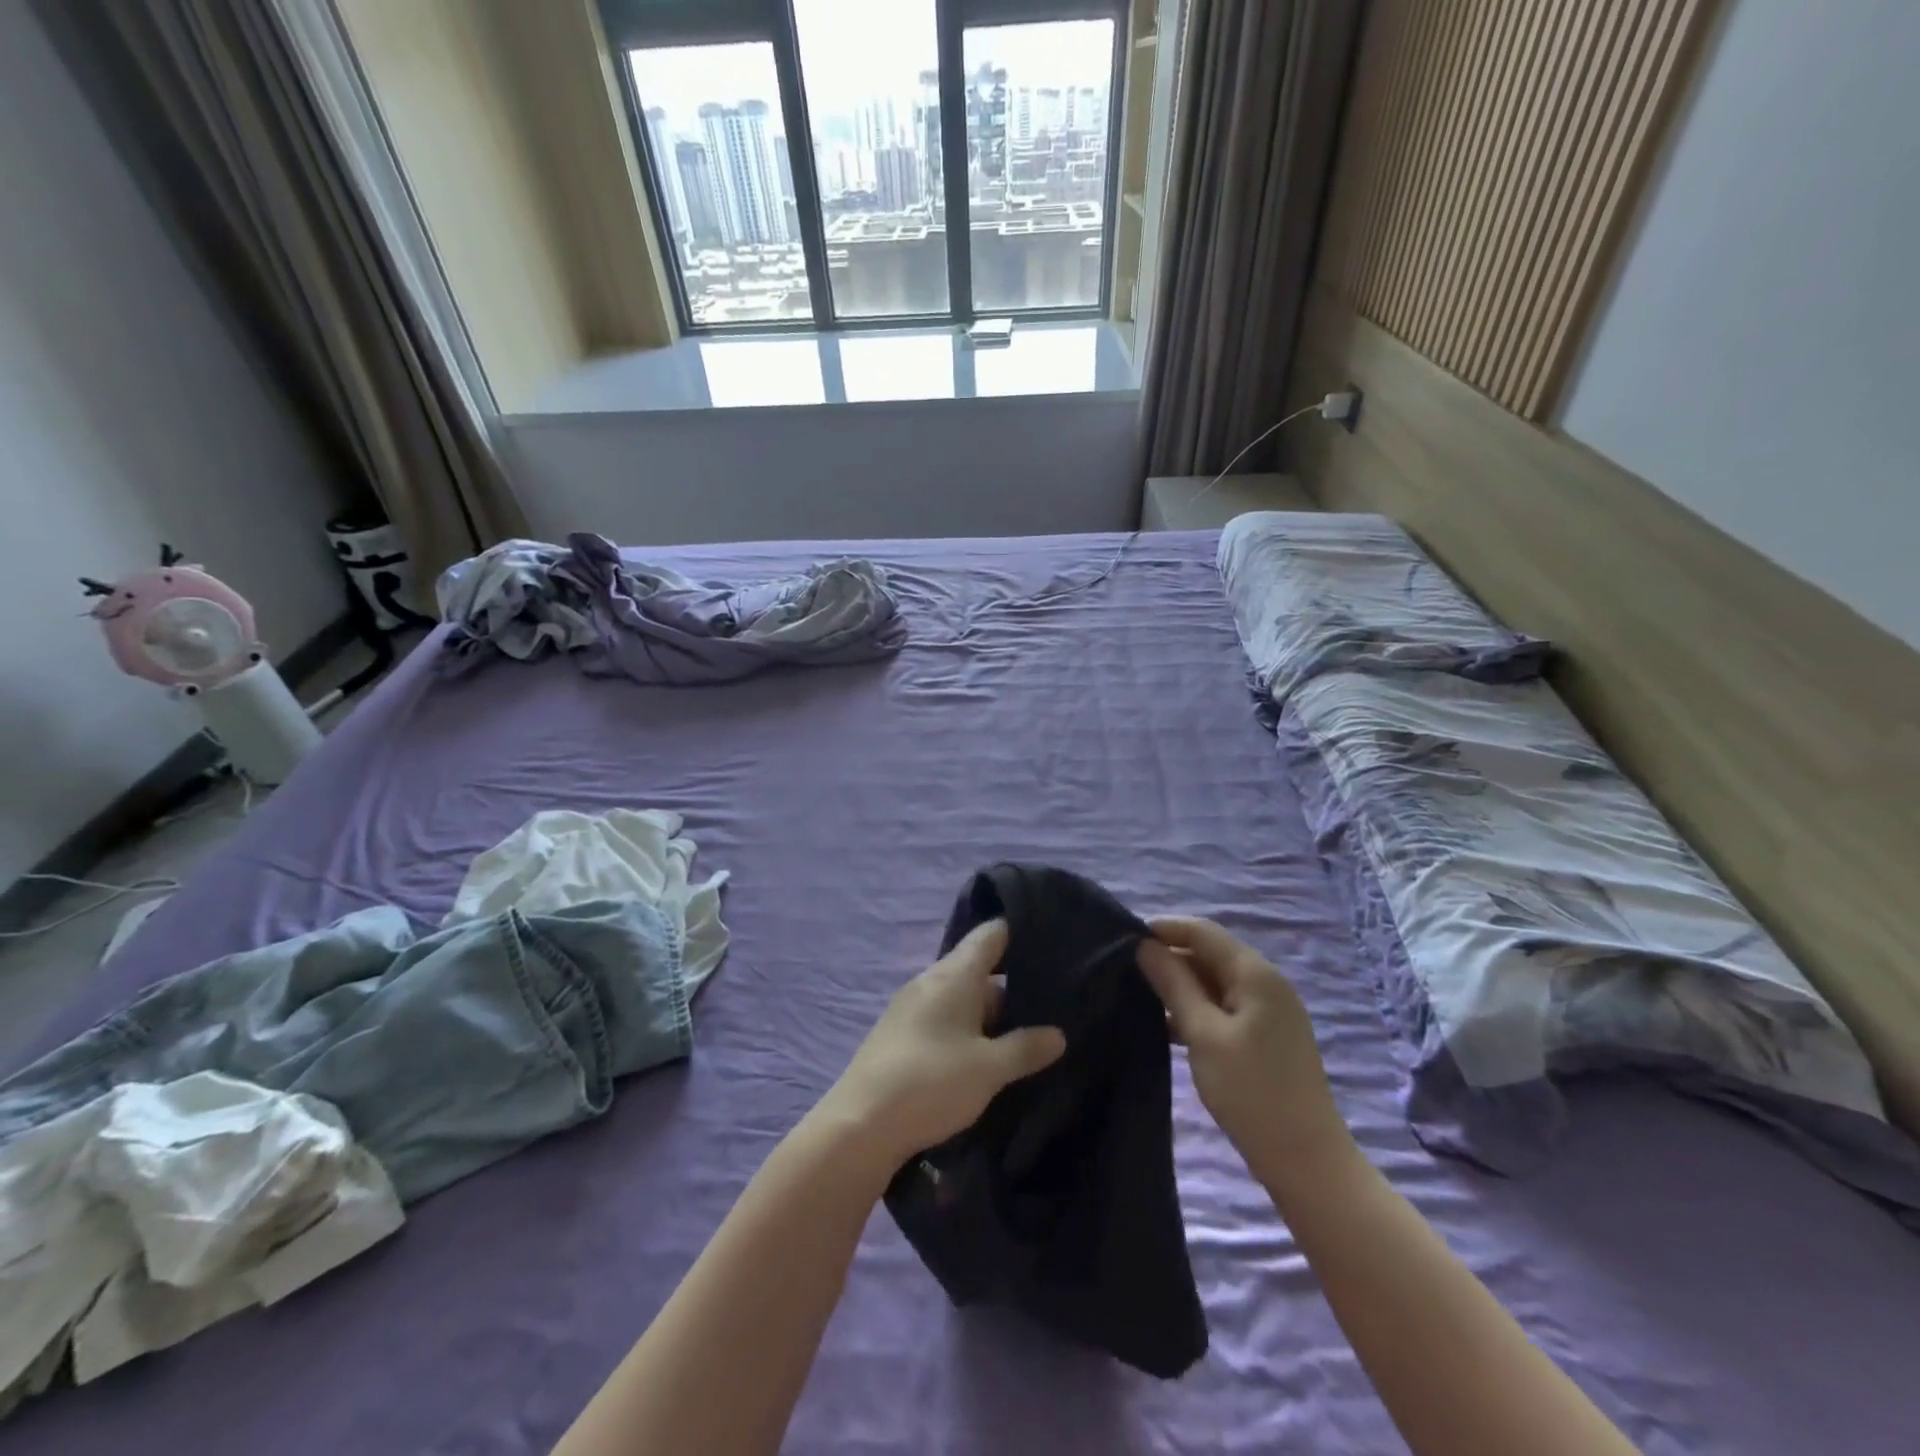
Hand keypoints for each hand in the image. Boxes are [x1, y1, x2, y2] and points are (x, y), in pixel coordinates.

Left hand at [825, 921, 1066, 1168]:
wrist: (860, 1125)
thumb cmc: (931, 1082)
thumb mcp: (989, 1068)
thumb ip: (1026, 1048)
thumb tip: (1058, 1034)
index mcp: (953, 974)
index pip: (991, 934)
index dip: (1019, 932)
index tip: (1050, 940)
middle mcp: (930, 980)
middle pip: (978, 969)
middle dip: (1012, 986)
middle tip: (1052, 1003)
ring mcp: (911, 1007)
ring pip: (961, 998)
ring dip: (990, 1015)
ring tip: (1026, 1034)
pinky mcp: (900, 1033)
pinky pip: (944, 1019)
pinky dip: (967, 1030)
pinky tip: (985, 1056)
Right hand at [1137, 917, 1348, 1187]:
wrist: (1306, 1161)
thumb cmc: (1251, 1092)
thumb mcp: (1203, 1034)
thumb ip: (1174, 984)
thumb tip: (1145, 946)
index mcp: (1254, 974)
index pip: (1202, 931)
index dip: (1163, 929)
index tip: (1122, 941)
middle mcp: (1265, 983)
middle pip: (1209, 953)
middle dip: (1169, 957)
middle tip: (1124, 971)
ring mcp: (1268, 1010)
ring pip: (1214, 982)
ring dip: (1179, 985)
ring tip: (1138, 997)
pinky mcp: (1265, 1036)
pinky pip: (1223, 1006)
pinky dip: (1195, 1009)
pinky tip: (1167, 1026)